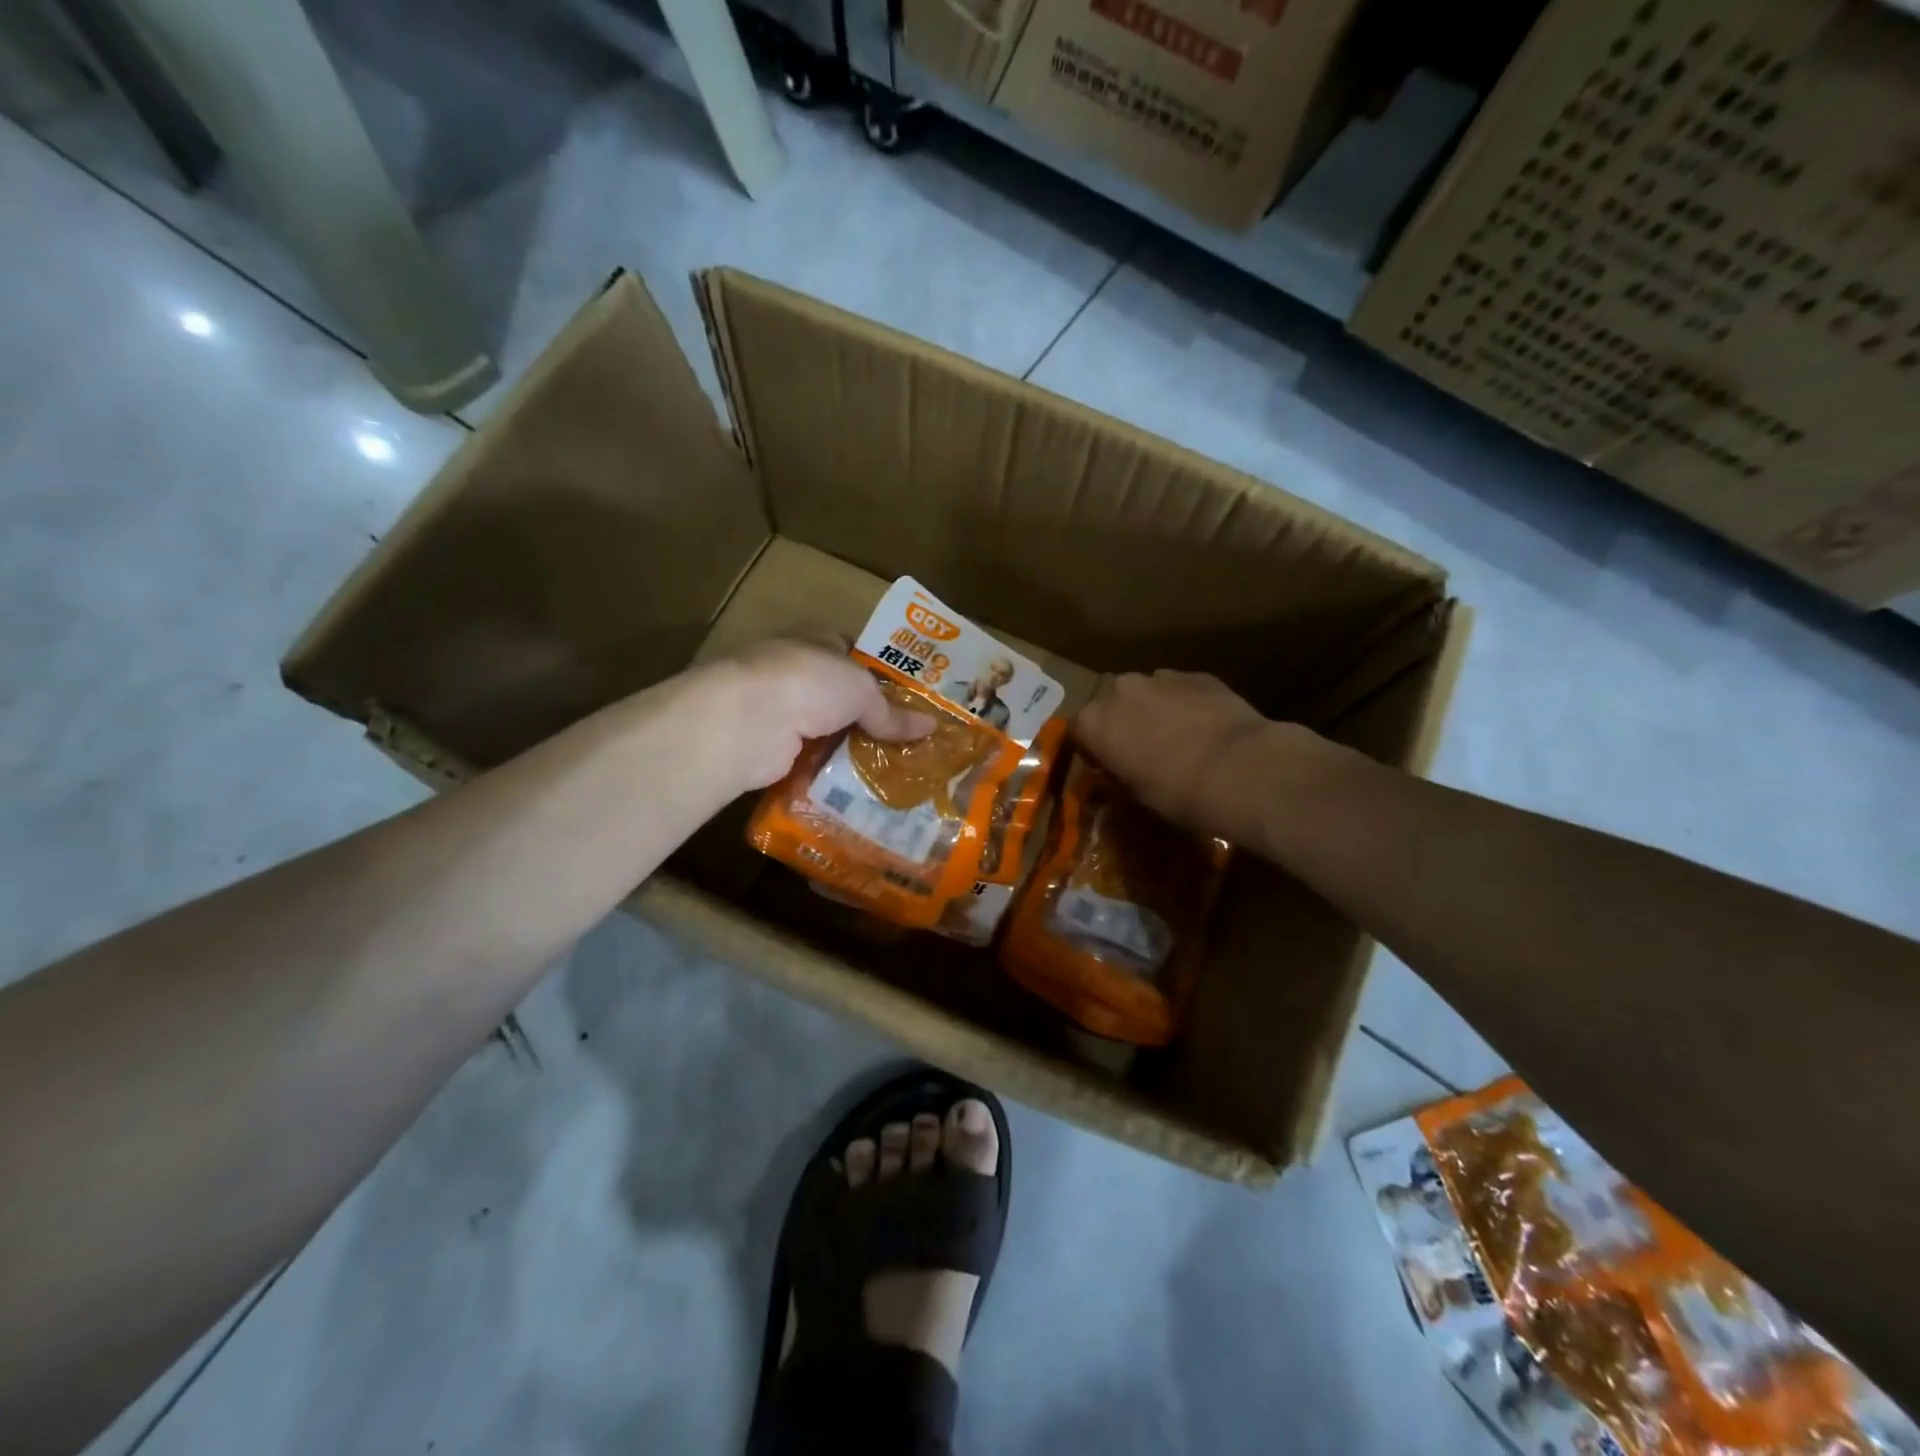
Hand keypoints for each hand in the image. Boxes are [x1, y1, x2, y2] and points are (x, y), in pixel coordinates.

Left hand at [703, 640, 934, 791]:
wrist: (750, 719)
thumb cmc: (810, 683)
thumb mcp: (862, 690)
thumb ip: (892, 711)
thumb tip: (931, 726)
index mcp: (817, 642)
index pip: (852, 653)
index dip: (880, 673)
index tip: (910, 699)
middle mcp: (796, 673)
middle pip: (841, 697)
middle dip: (870, 717)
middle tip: (909, 741)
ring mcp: (781, 711)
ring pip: (827, 731)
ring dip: (851, 749)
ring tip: (894, 770)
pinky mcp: (773, 748)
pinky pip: (812, 761)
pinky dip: (832, 774)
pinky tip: (861, 788)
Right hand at [1073, 671, 1273, 834]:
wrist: (1240, 768)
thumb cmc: (1177, 792)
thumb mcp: (1137, 796)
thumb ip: (1119, 777)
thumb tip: (1117, 776)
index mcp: (1095, 722)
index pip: (1077, 732)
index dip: (1091, 750)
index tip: (1106, 767)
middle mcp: (1120, 690)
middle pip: (1110, 704)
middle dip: (1121, 723)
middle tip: (1140, 750)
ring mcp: (1160, 677)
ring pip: (1146, 692)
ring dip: (1152, 710)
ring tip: (1176, 737)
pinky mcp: (1197, 674)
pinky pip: (1179, 689)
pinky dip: (1184, 704)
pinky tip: (1204, 727)